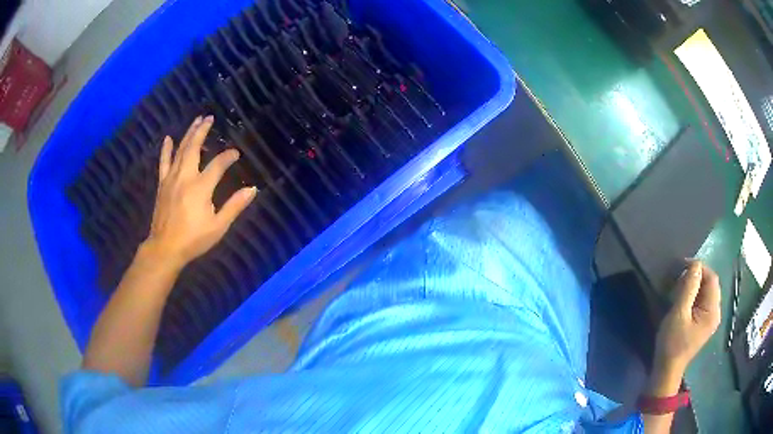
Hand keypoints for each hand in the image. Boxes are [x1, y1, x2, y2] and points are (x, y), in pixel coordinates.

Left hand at [143, 115, 255, 268]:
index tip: (236, 154)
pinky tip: (168, 138)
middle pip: (194, 148)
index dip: (228, 157)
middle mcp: (185, 177)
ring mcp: (171, 179)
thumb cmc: (193, 239)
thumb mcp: (218, 227)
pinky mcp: (162, 184)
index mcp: (200, 187)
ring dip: (188, 134)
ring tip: (196, 120)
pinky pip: (163, 162)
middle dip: (203, 131)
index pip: (218, 165)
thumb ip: (234, 206)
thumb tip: (252, 189)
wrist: (165, 248)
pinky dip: (166, 149)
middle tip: (209, 117)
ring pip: (180, 150)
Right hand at [654, 261, 720, 375]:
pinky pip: (703, 301)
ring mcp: (710, 319)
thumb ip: (689, 288)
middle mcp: (716, 312)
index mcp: (713, 311)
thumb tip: (695, 264)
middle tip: (679, 279)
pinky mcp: (704, 323)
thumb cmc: (672, 343)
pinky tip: (683, 300)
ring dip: (694, 286)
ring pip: (706, 292)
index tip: (682, 265)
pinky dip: (694, 295)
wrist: (667, 370)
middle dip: (696, 277)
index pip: (712, 279)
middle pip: (710, 284)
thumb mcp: (678, 314)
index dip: (699, 268)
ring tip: (679, 290)